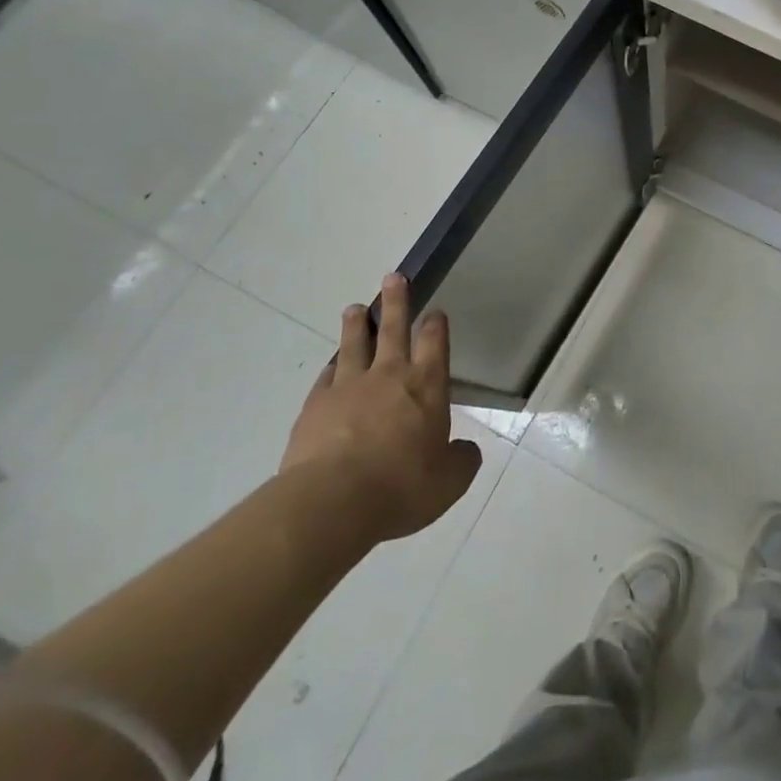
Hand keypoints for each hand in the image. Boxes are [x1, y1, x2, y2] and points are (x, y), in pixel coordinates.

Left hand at [279, 274, 482, 546]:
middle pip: (393, 328)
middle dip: (396, 301)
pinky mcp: (315, 408)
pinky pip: (326, 378)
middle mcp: (389, 375)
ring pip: (354, 345)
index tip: (435, 312)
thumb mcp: (448, 482)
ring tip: (354, 308)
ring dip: (355, 325)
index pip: (434, 341)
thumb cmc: (401, 487)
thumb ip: (460, 461)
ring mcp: (348, 388)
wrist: (332, 503)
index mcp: (426, 385)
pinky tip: (331, 365)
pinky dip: (331, 368)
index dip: (435, 324)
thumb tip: (466, 451)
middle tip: (394, 277)